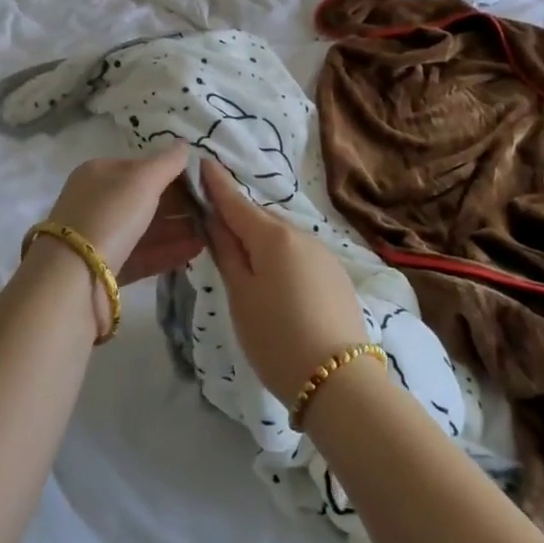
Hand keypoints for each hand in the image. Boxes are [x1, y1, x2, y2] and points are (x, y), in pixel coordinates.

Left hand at [40, 144, 202, 284]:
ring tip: (211, 232)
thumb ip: (167, 162)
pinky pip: (143, 255)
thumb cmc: (109, 215)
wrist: (73, 278)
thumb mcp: (142, 180)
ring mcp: (100, 237)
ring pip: (145, 229)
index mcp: (99, 174)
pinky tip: (196, 250)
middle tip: (212, 211)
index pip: (141, 168)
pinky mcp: (106, 269)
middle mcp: (97, 202)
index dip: (173, 174)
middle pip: (144, 200)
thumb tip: (183, 144)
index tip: (204, 184)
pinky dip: (169, 251)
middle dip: (179, 205)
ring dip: (178, 229)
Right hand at [198, 156, 369, 404]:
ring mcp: (324, 255)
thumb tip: (215, 220)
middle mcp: (302, 235)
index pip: (237, 202)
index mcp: (274, 236)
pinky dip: (282, 260)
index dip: (217, 184)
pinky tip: (277, 286)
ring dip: (261, 243)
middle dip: (238, 220)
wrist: (339, 381)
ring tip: (244, 268)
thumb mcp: (241, 295)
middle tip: (214, 232)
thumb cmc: (277, 337)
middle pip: (261, 220)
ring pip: (282, 239)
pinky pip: (299, 256)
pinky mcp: (336, 277)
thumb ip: (227, 253)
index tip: (203, 161)